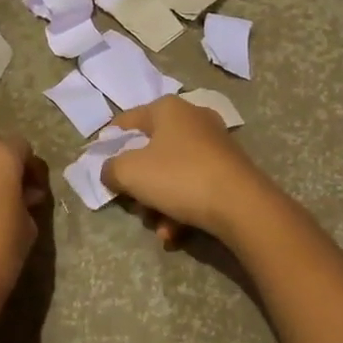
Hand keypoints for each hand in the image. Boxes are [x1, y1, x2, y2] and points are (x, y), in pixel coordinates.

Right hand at [103, 96, 276, 248]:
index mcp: (167, 109)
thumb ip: (111, 168)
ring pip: (173, 172)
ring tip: (158, 228)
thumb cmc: (179, 177)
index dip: (109, 142)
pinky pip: (195, 185)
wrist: (243, 206)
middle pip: (151, 150)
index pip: (127, 120)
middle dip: (139, 182)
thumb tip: (110, 171)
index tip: (99, 164)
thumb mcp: (130, 172)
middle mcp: (192, 119)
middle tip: (132, 203)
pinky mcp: (230, 170)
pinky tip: (176, 233)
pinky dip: (182, 207)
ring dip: (159, 202)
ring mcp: (215, 144)